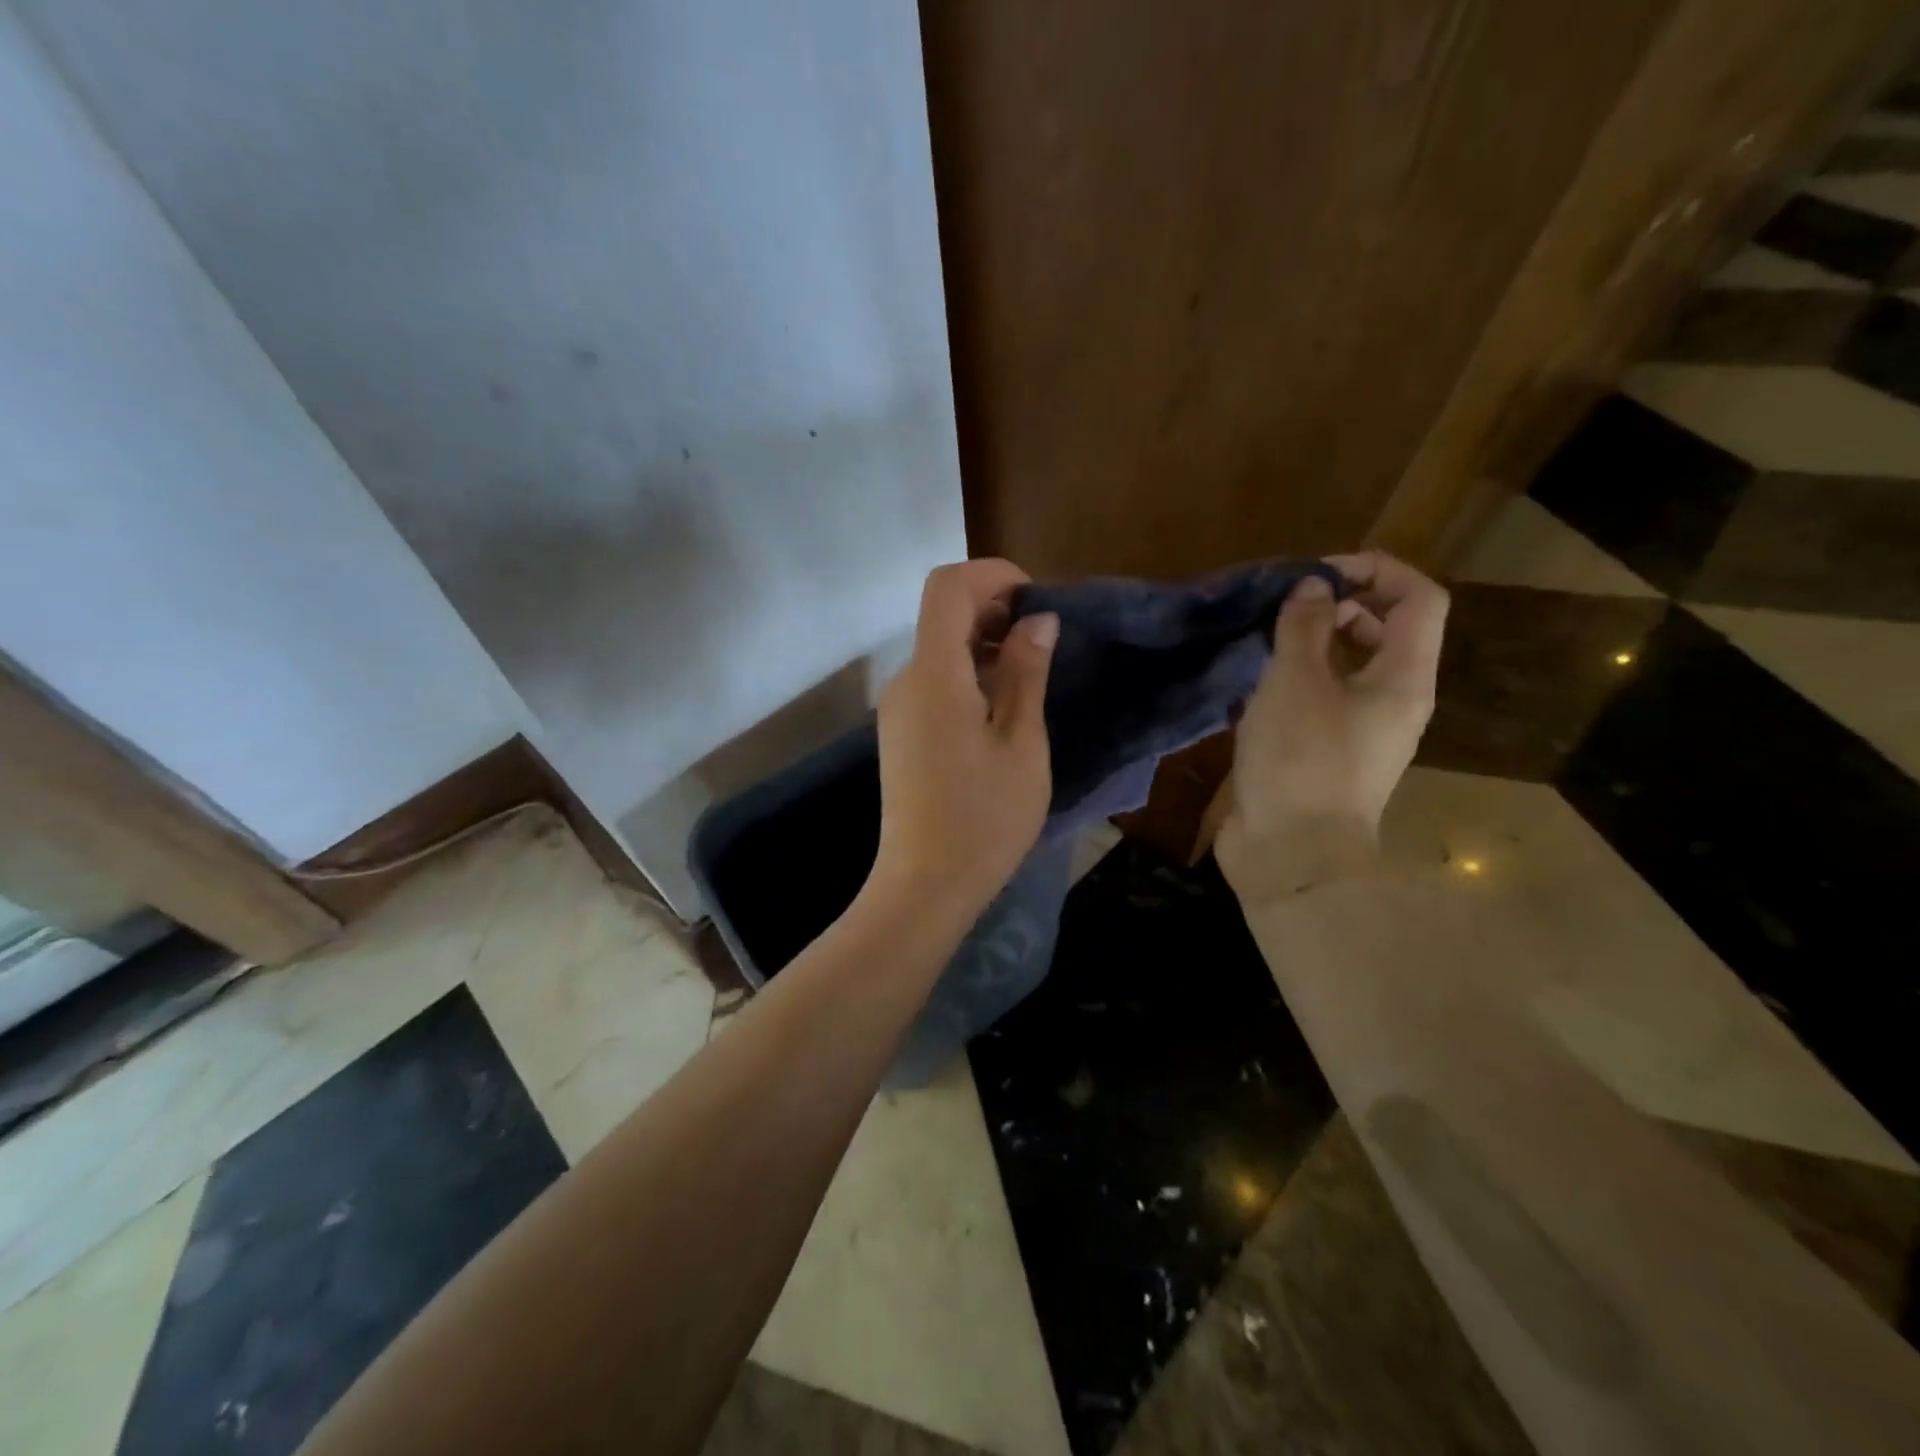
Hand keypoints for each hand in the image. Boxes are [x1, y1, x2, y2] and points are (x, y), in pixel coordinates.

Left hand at [869, 559, 1058, 923]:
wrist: (926, 884)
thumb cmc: (985, 817)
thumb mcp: (1021, 742)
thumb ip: (1026, 672)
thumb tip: (1037, 620)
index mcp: (934, 674)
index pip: (948, 587)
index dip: (992, 575)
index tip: (1036, 598)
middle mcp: (905, 680)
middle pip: (942, 615)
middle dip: (994, 609)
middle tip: (1044, 641)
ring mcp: (897, 708)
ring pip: (939, 650)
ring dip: (983, 645)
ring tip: (1030, 676)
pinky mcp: (900, 733)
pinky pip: (933, 682)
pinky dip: (967, 674)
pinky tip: (1000, 708)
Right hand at [1217, 550, 1446, 898]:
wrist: (1291, 854)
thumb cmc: (1301, 761)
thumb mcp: (1295, 683)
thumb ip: (1304, 627)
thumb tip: (1313, 587)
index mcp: (1404, 679)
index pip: (1420, 599)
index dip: (1377, 570)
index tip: (1319, 573)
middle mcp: (1394, 701)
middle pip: (1386, 630)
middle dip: (1340, 605)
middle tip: (1286, 606)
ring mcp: (1362, 731)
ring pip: (1350, 667)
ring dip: (1313, 644)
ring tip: (1264, 642)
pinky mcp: (1329, 753)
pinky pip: (1323, 699)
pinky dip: (1296, 681)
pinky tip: (1255, 687)